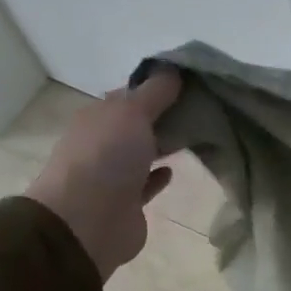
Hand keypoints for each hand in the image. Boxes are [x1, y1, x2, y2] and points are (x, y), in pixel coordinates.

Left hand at [26, 71, 181, 280]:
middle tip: (204, 110)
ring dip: (164, 145)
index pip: (130, 95)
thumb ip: (155, 92)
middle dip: (165, 116)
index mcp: (98, 116)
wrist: (86, 221)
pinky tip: (175, 169)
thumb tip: (174, 69)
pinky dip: (159, 175)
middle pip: (138, 124)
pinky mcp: (127, 203)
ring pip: (143, 153)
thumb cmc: (106, 158)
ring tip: (198, 137)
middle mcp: (103, 143)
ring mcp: (113, 175)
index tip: (191, 84)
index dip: (157, 87)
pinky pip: (146, 184)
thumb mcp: (131, 112)